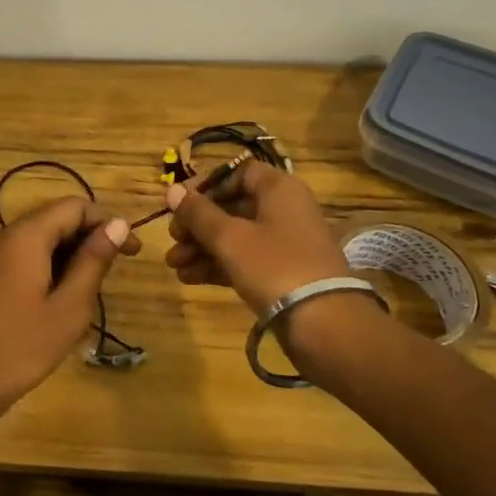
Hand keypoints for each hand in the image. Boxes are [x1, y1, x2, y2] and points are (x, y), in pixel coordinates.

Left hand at [0, 197, 139, 420]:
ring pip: (41, 239)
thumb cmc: (20, 347)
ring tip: (93, 289)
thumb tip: (117, 224)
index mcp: (26, 235)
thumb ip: (93, 261)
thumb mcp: (69, 307)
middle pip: (56, 218)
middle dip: (91, 237)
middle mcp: (6, 235)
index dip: (108, 221)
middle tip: (117, 270)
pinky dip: (51, 266)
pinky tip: (62, 299)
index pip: (75, 206)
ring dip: (71, 254)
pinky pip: (25, 257)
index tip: (133, 250)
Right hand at [163, 159, 349, 314]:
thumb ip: (198, 213)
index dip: (206, 185)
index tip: (179, 203)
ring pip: (235, 236)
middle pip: (232, 206)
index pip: (237, 172)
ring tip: (174, 265)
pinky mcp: (281, 273)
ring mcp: (284, 243)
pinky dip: (218, 265)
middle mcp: (284, 210)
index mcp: (278, 189)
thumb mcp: (230, 237)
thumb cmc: (274, 266)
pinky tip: (189, 277)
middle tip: (172, 239)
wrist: (323, 323)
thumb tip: (172, 190)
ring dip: (202, 247)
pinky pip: (244, 259)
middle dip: (197, 224)